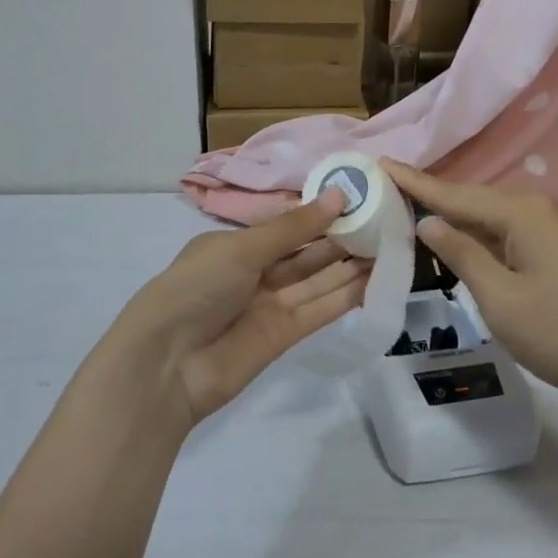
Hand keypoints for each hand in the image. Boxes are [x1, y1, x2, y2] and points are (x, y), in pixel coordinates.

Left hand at [104, 193, 369, 430]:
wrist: (167, 363)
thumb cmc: (197, 287)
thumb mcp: (242, 248)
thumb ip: (294, 227)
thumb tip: (339, 194)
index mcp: (237, 245)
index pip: (287, 226)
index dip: (320, 213)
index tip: (359, 198)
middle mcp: (255, 272)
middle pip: (306, 252)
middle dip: (341, 238)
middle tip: (385, 221)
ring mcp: (271, 305)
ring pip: (317, 280)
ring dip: (350, 265)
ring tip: (390, 245)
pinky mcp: (285, 335)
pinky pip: (319, 309)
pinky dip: (346, 296)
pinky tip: (375, 279)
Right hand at [382, 161, 557, 412]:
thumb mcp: (500, 298)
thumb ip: (461, 254)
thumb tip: (428, 222)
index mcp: (521, 212)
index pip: (453, 193)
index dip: (414, 182)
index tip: (379, 162)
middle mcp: (538, 207)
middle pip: (472, 199)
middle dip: (431, 197)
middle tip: (387, 191)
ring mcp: (554, 227)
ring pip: (491, 216)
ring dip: (455, 218)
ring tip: (412, 212)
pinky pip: (509, 231)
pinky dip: (480, 235)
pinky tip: (459, 241)